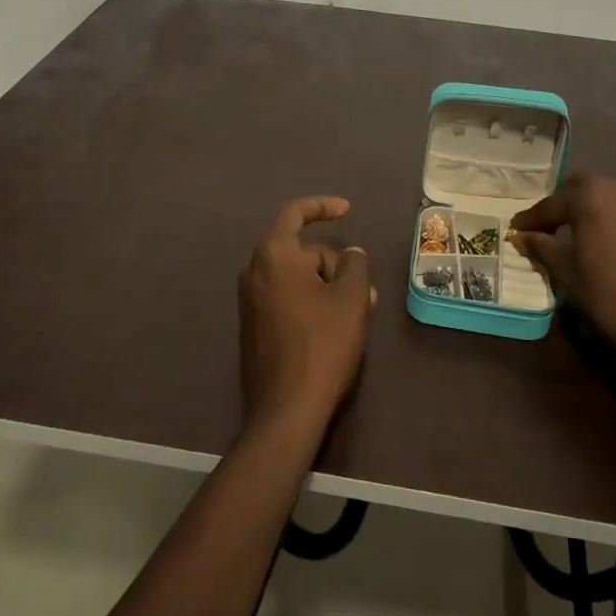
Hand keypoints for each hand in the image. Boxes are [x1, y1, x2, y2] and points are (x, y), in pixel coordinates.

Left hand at [237, 196, 374, 436]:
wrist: (285, 409)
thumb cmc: (322, 344)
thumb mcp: (351, 299)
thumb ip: (355, 265)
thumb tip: (350, 254)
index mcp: (273, 255)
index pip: (295, 213)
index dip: (322, 207)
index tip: (347, 210)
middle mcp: (254, 271)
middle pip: (301, 250)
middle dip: (334, 263)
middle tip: (365, 291)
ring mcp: (250, 301)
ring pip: (296, 277)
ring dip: (326, 285)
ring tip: (356, 312)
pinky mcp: (253, 326)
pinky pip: (285, 297)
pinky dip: (310, 301)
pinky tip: (333, 327)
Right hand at [511, 176, 615, 383]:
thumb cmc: (605, 296)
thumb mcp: (565, 271)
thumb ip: (541, 246)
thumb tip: (522, 235)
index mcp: (592, 198)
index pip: (553, 202)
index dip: (532, 217)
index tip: (517, 229)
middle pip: (587, 187)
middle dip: (566, 202)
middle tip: (552, 225)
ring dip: (598, 210)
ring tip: (587, 234)